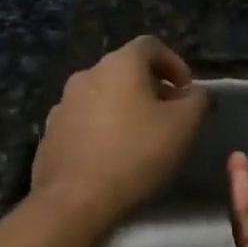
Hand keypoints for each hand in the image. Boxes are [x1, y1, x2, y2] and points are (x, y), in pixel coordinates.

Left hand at [31, 36, 207, 226]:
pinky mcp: (51, 133)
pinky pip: (84, 121)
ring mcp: (63, 104)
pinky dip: (103, 129)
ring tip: (141, 138)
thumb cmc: (135, 154)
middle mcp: (86, 75)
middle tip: (169, 115)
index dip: (174, 63)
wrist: (74, 200)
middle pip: (124, 70)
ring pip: (102, 96)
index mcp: (118, 65)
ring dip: (124, 108)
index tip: (186, 91)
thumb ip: (196, 101)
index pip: (150, 46)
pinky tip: (113, 156)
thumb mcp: (183, 126)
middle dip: (150, 88)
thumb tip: (195, 92)